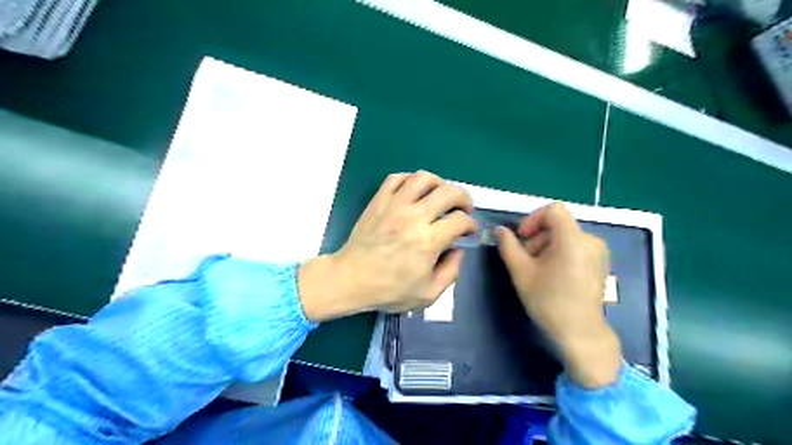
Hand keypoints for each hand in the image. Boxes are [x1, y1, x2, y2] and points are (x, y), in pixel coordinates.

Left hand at [294, 172, 472, 321]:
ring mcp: (394, 205)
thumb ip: (451, 272)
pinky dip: (410, 180)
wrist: (351, 279)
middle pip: (449, 192)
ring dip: (439, 184)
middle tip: (463, 209)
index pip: (460, 220)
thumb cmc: (389, 290)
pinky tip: (415, 192)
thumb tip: (458, 250)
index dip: (471, 225)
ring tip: (440, 196)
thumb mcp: (429, 294)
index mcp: (428, 240)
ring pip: (424, 178)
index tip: (468, 231)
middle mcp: (414, 216)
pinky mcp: (379, 201)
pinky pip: (397, 178)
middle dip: (464, 198)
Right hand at [494, 204, 617, 386]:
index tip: (522, 238)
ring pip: (564, 236)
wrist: (580, 333)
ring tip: (536, 270)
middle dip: (536, 237)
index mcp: (573, 239)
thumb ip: (508, 246)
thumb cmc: (548, 301)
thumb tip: (500, 230)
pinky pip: (574, 246)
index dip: (533, 219)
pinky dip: (558, 252)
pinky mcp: (599, 263)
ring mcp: (598, 252)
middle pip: (557, 224)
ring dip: (545, 246)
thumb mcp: (521, 272)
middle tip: (524, 260)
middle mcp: (590, 240)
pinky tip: (551, 274)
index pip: (553, 210)